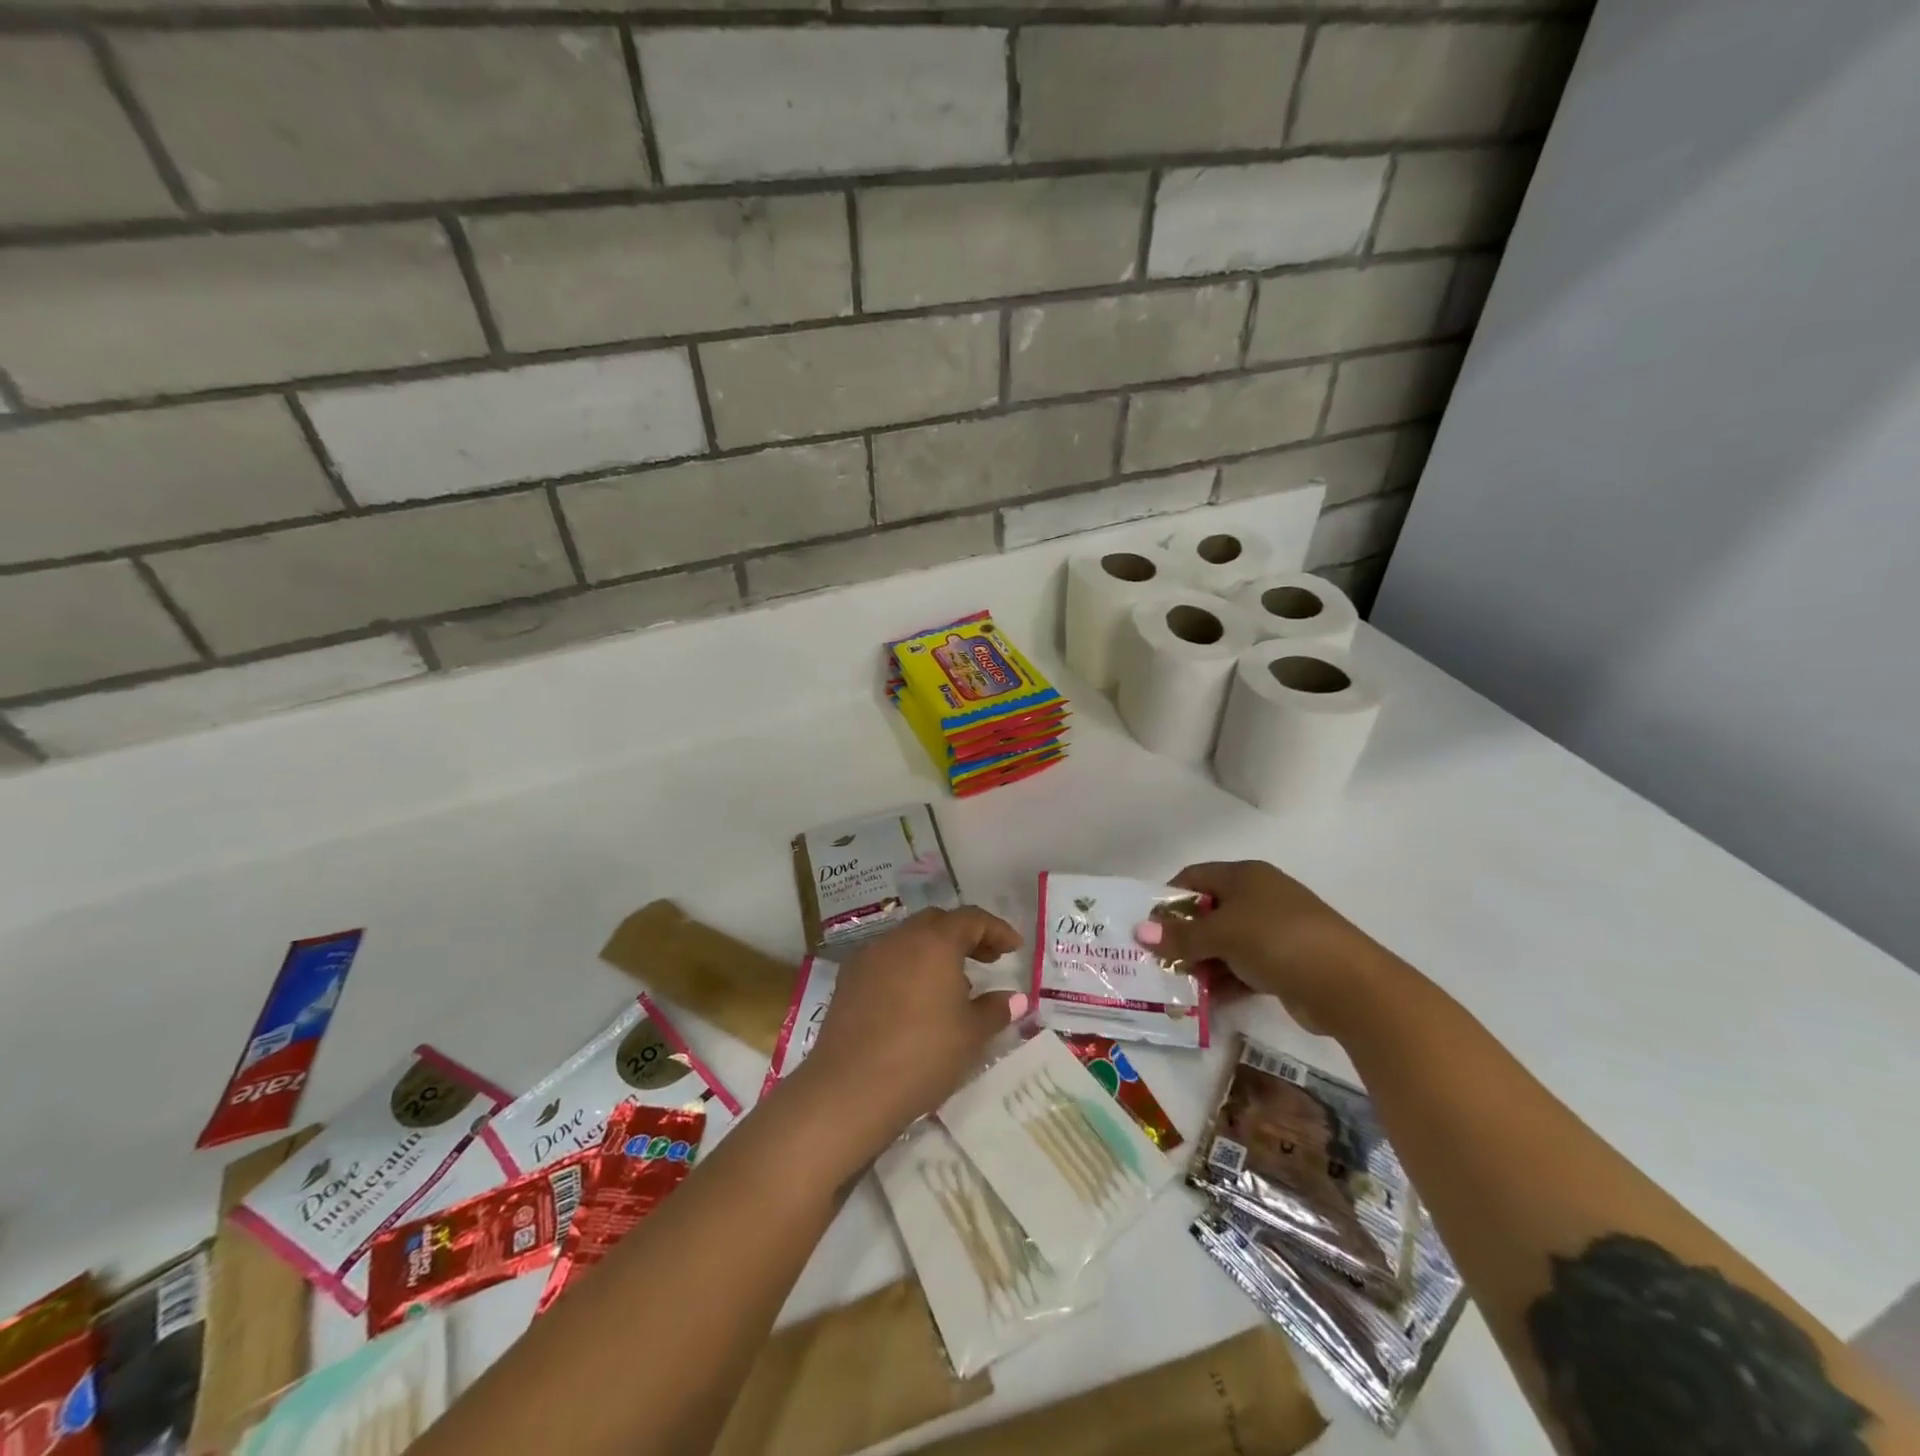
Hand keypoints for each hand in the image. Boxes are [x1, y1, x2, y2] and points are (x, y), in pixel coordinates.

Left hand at [794, 906, 1024, 1157]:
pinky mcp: (848, 978)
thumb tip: (1014, 998)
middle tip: (986, 961)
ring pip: (909, 939)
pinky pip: (886, 959)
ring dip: (934, 951)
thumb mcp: (971, 1035)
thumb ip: (995, 1010)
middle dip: (965, 935)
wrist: (851, 1087)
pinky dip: (906, 967)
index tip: (1014, 949)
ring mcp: (869, 956)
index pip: (972, 918)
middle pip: (937, 922)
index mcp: (936, 942)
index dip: (996, 930)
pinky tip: (913, 1000)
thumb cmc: (923, 1055)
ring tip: (951, 985)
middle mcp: (900, 938)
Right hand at [1135, 861, 1391, 1034]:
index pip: (1195, 877)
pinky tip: (1204, 1001)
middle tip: (1155, 960)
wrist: (1348, 984)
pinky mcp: (1285, 963)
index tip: (1146, 925)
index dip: (1168, 898)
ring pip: (1226, 943)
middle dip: (1182, 936)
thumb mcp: (1222, 934)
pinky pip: (1243, 968)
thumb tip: (1139, 932)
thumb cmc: (1277, 940)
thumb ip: (1181, 936)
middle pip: (1209, 912)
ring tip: (1174, 985)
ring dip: (1201, 963)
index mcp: (1245, 876)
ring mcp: (1275, 931)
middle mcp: (1259, 897)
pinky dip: (1224, 981)